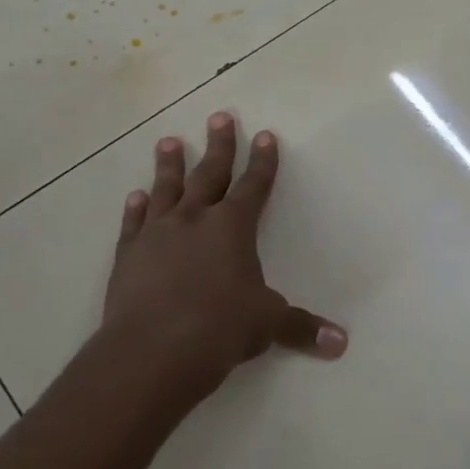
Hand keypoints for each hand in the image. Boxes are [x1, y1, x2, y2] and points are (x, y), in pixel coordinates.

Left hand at [93, 113, 346, 407]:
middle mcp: (195, 219)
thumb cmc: (220, 329)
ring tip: (170, 142)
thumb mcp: (267, 325)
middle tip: (219, 117)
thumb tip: (341, 343)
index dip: (263, 161)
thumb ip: (301, 328)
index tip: (265, 135)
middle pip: (210, 173)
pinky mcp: (128, 255)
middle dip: (219, 145)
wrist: (152, 351)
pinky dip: (136, 208)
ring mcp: (157, 234)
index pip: (254, 185)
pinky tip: (136, 196)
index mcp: (233, 227)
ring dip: (170, 165)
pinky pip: (134, 223)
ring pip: (167, 190)